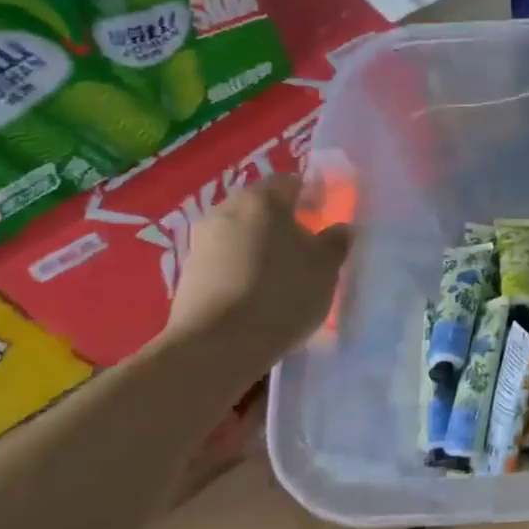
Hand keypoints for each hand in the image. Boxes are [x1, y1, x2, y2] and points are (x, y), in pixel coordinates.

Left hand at [164, 175, 350, 366]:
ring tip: (284, 272)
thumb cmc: (281, 293)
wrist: (217, 346)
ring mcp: (201, 242)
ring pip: (242, 233)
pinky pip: (226, 259)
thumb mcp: (326, 267)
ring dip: (262, 245)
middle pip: (262, 207)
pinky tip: (259, 292)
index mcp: (261, 199)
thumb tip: (340, 228)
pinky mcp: (188, 273)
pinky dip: (243, 267)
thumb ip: (336, 241)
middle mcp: (226, 210)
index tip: (327, 215)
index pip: (292, 182)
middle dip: (285, 221)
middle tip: (308, 244)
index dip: (313, 195)